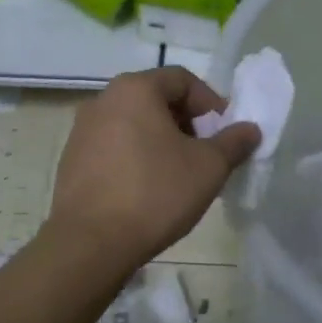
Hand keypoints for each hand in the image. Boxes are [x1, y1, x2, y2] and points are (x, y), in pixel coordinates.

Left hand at [47, 67, 261, 275]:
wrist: (90, 243)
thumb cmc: (155, 193)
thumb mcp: (208, 168)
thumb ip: (233, 142)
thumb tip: (250, 129)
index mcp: (135, 89)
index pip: (182, 79)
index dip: (210, 102)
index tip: (224, 133)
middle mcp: (103, 100)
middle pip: (155, 99)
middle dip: (186, 123)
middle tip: (205, 154)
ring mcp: (81, 130)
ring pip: (133, 124)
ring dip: (161, 141)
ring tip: (178, 175)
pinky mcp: (71, 160)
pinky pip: (113, 147)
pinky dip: (135, 157)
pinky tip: (147, 190)